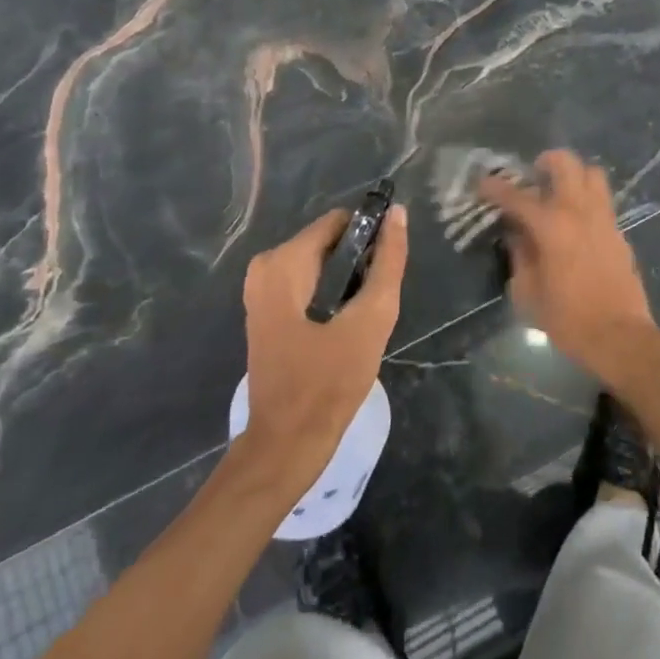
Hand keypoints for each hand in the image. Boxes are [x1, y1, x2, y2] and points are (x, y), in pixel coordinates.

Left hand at [240, 203, 407, 483]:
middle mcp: (265, 266)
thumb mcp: (371, 319)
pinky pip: (308, 281)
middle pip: (329, 241)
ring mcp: (261, 289)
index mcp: (283, 262)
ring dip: (348, 281)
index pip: (339, 222)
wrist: (286, 445)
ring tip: (363, 317)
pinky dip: (331, 294)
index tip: (388, 268)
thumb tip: (398, 213)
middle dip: (359, 263)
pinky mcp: (266, 310)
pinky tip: (345, 325)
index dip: (371, 236)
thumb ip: (388, 263)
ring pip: (320, 262)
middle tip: (374, 303)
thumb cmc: (329, 383)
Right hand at [479, 151, 658, 380]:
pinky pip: (602, 200)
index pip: (518, 196)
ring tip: (558, 191)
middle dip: (545, 161)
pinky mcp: (619, 232)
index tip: (483, 183)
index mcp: (552, 226)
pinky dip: (586, 199)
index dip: (496, 187)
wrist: (621, 338)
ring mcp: (604, 219)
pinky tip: (575, 222)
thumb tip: (517, 233)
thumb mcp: (528, 292)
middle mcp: (579, 212)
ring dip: (573, 175)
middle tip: (532, 176)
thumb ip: (520, 255)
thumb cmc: (568, 319)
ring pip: (592, 174)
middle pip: (566, 164)